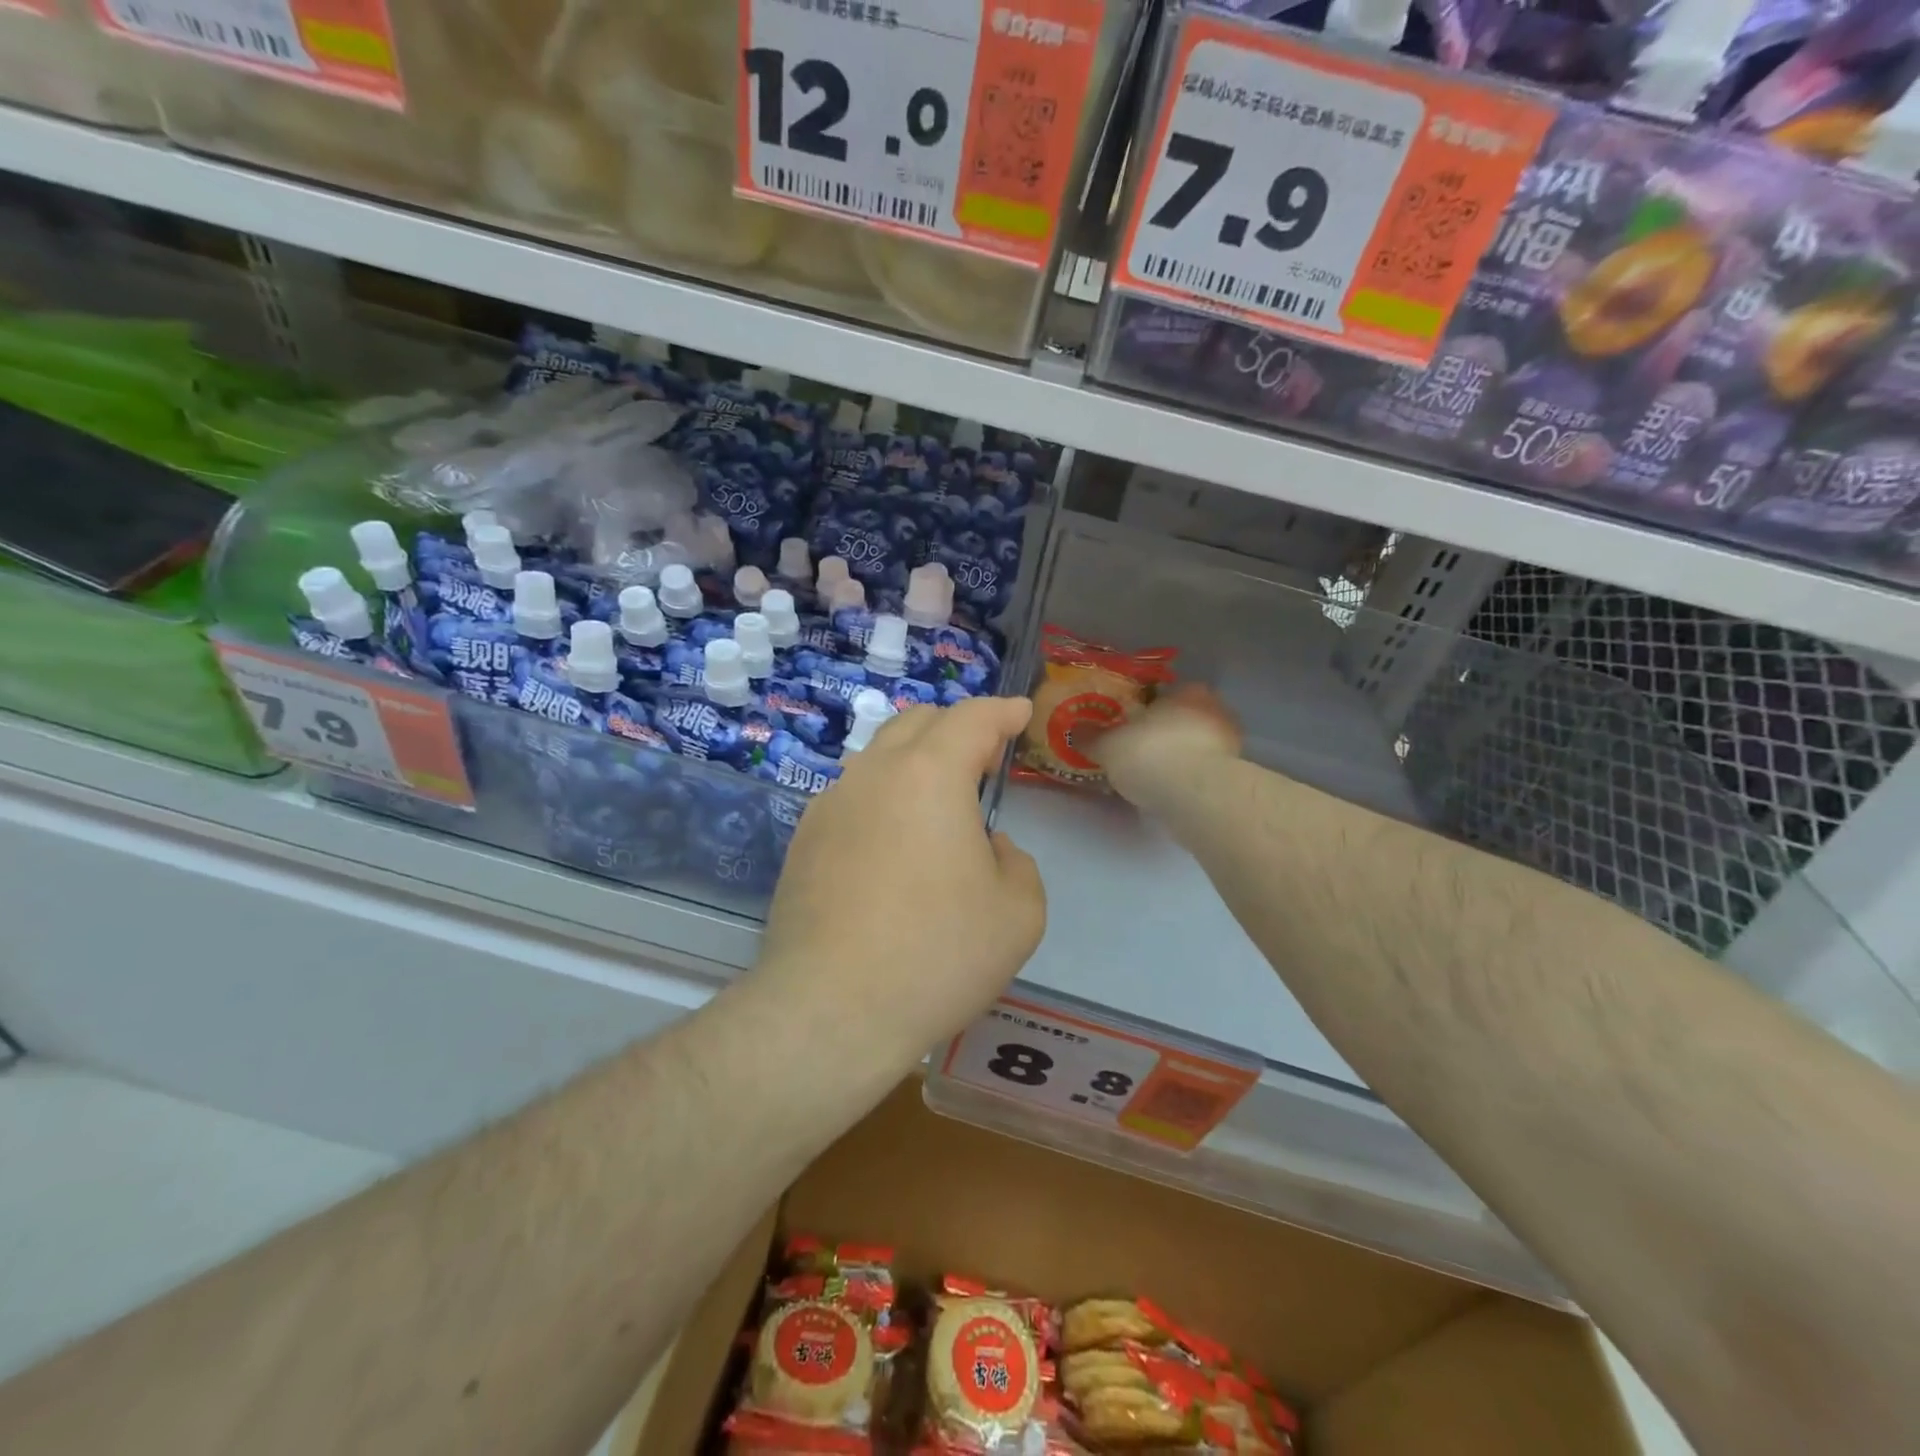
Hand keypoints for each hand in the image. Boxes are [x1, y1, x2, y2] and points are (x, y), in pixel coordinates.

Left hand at [757, 697, 1045, 1064]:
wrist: (831, 1009)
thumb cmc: (937, 955)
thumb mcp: (1018, 914)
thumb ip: (1017, 864)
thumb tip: (987, 848)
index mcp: (930, 775)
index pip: (972, 718)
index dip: (1001, 711)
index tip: (1020, 714)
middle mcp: (874, 773)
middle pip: (918, 722)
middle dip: (958, 727)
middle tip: (984, 757)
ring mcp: (830, 804)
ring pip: (878, 755)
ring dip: (915, 759)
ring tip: (939, 798)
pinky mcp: (804, 840)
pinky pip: (852, 795)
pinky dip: (883, 795)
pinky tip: (893, 839)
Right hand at [1089, 685, 1242, 813]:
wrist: (1196, 796)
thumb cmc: (1151, 754)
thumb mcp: (1108, 745)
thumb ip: (1092, 736)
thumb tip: (1076, 730)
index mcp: (1187, 691)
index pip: (1166, 693)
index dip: (1146, 710)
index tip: (1130, 726)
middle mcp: (1215, 710)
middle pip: (1184, 719)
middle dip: (1165, 733)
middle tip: (1139, 750)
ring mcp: (1230, 744)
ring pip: (1197, 746)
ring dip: (1179, 757)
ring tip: (1152, 776)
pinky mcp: (1234, 776)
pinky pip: (1204, 771)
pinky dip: (1189, 779)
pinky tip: (1170, 792)